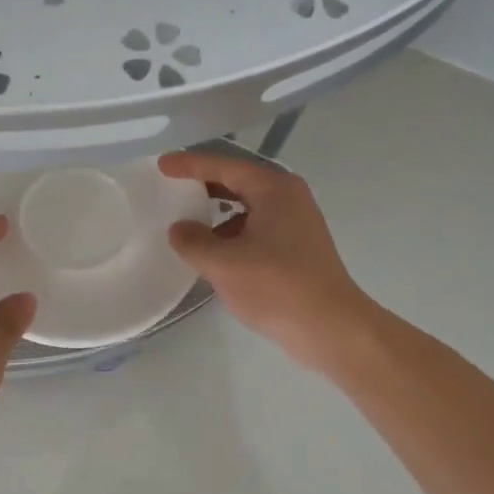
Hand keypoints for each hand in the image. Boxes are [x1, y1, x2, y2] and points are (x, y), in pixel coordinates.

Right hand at [159, 151, 369, 371]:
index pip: (224, 166)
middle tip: (173, 187)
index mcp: (273, 189)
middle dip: (205, 184)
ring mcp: (297, 222)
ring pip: (248, 206)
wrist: (331, 328)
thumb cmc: (276, 287)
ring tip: (189, 223)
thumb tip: (179, 229)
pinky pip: (257, 227)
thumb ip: (193, 241)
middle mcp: (289, 197)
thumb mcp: (223, 264)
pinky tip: (216, 252)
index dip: (190, 164)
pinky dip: (233, 232)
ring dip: (218, 211)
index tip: (163, 165)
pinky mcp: (298, 247)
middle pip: (238, 181)